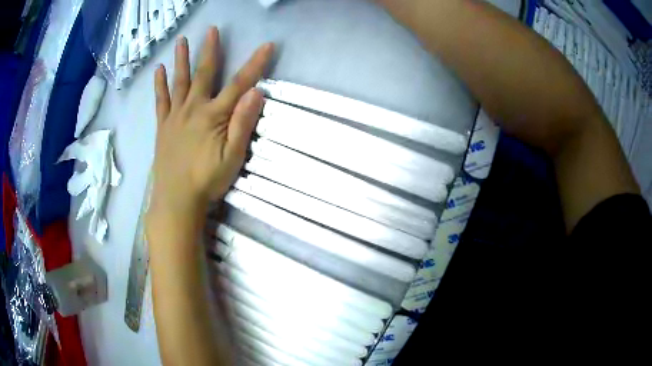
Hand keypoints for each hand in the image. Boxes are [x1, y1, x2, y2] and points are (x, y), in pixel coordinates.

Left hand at [150, 27, 273, 216]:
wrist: (176, 199)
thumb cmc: (207, 181)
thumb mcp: (232, 157)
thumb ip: (243, 124)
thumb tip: (256, 93)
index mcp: (213, 116)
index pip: (239, 84)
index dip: (255, 64)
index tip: (267, 45)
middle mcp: (193, 108)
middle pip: (204, 74)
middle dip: (210, 50)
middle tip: (212, 30)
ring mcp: (175, 116)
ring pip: (179, 82)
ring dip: (181, 60)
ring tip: (181, 41)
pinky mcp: (163, 126)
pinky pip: (161, 100)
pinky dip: (160, 85)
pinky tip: (158, 71)